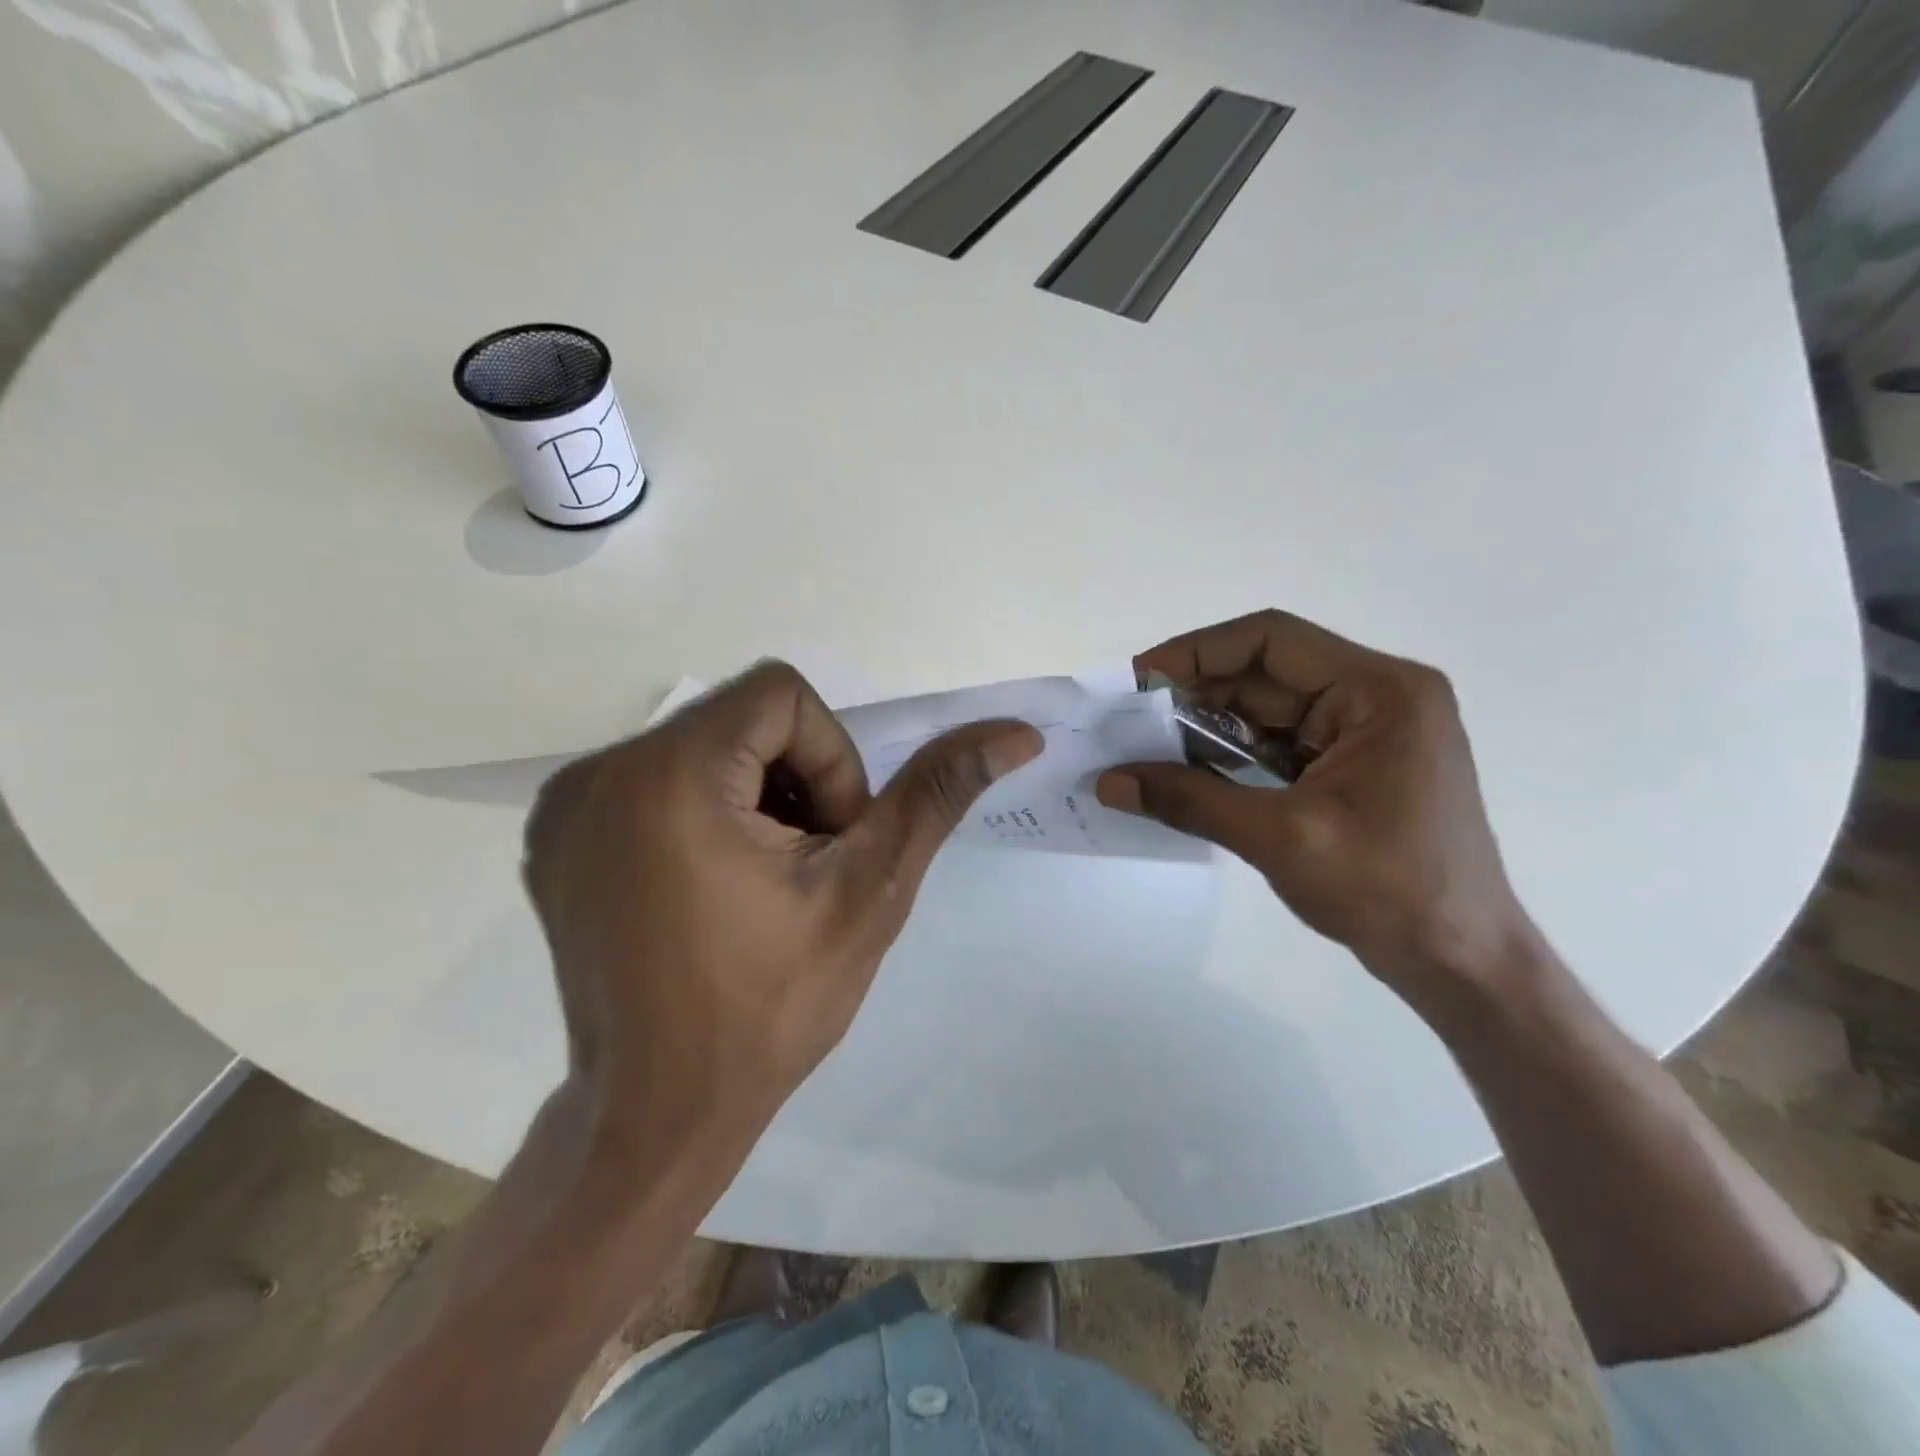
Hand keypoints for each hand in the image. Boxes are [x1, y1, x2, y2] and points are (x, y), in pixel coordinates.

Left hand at [523, 662, 1040, 1148]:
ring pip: (704, 745)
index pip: (781, 694)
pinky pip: (655, 778)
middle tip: (803, 871)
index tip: (828, 845)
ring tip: (760, 883)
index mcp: (669, 775)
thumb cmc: (770, 1007)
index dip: (831, 761)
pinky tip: (711, 887)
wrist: (656, 1116)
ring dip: (755, 796)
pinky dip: (704, 811)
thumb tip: (1016, 732)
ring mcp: (567, 806)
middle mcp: (599, 772)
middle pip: (742, 718)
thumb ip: (937, 794)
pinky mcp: (556, 836)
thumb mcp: (871, 891)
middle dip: (796, 781)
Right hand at [1097, 611, 1532, 998]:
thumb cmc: (1388, 891)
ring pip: (1265, 710)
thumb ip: (1190, 800)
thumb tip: (1108, 782)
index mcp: (1380, 692)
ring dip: (1206, 727)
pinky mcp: (1350, 766)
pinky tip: (1184, 771)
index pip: (1270, 641)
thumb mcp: (1280, 838)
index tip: (1138, 681)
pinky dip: (1229, 755)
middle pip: (1265, 674)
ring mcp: (1364, 732)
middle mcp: (1376, 697)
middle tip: (1129, 721)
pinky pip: (1276, 744)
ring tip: (1144, 747)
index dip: (1196, 651)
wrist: (1460, 962)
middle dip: (1193, 695)